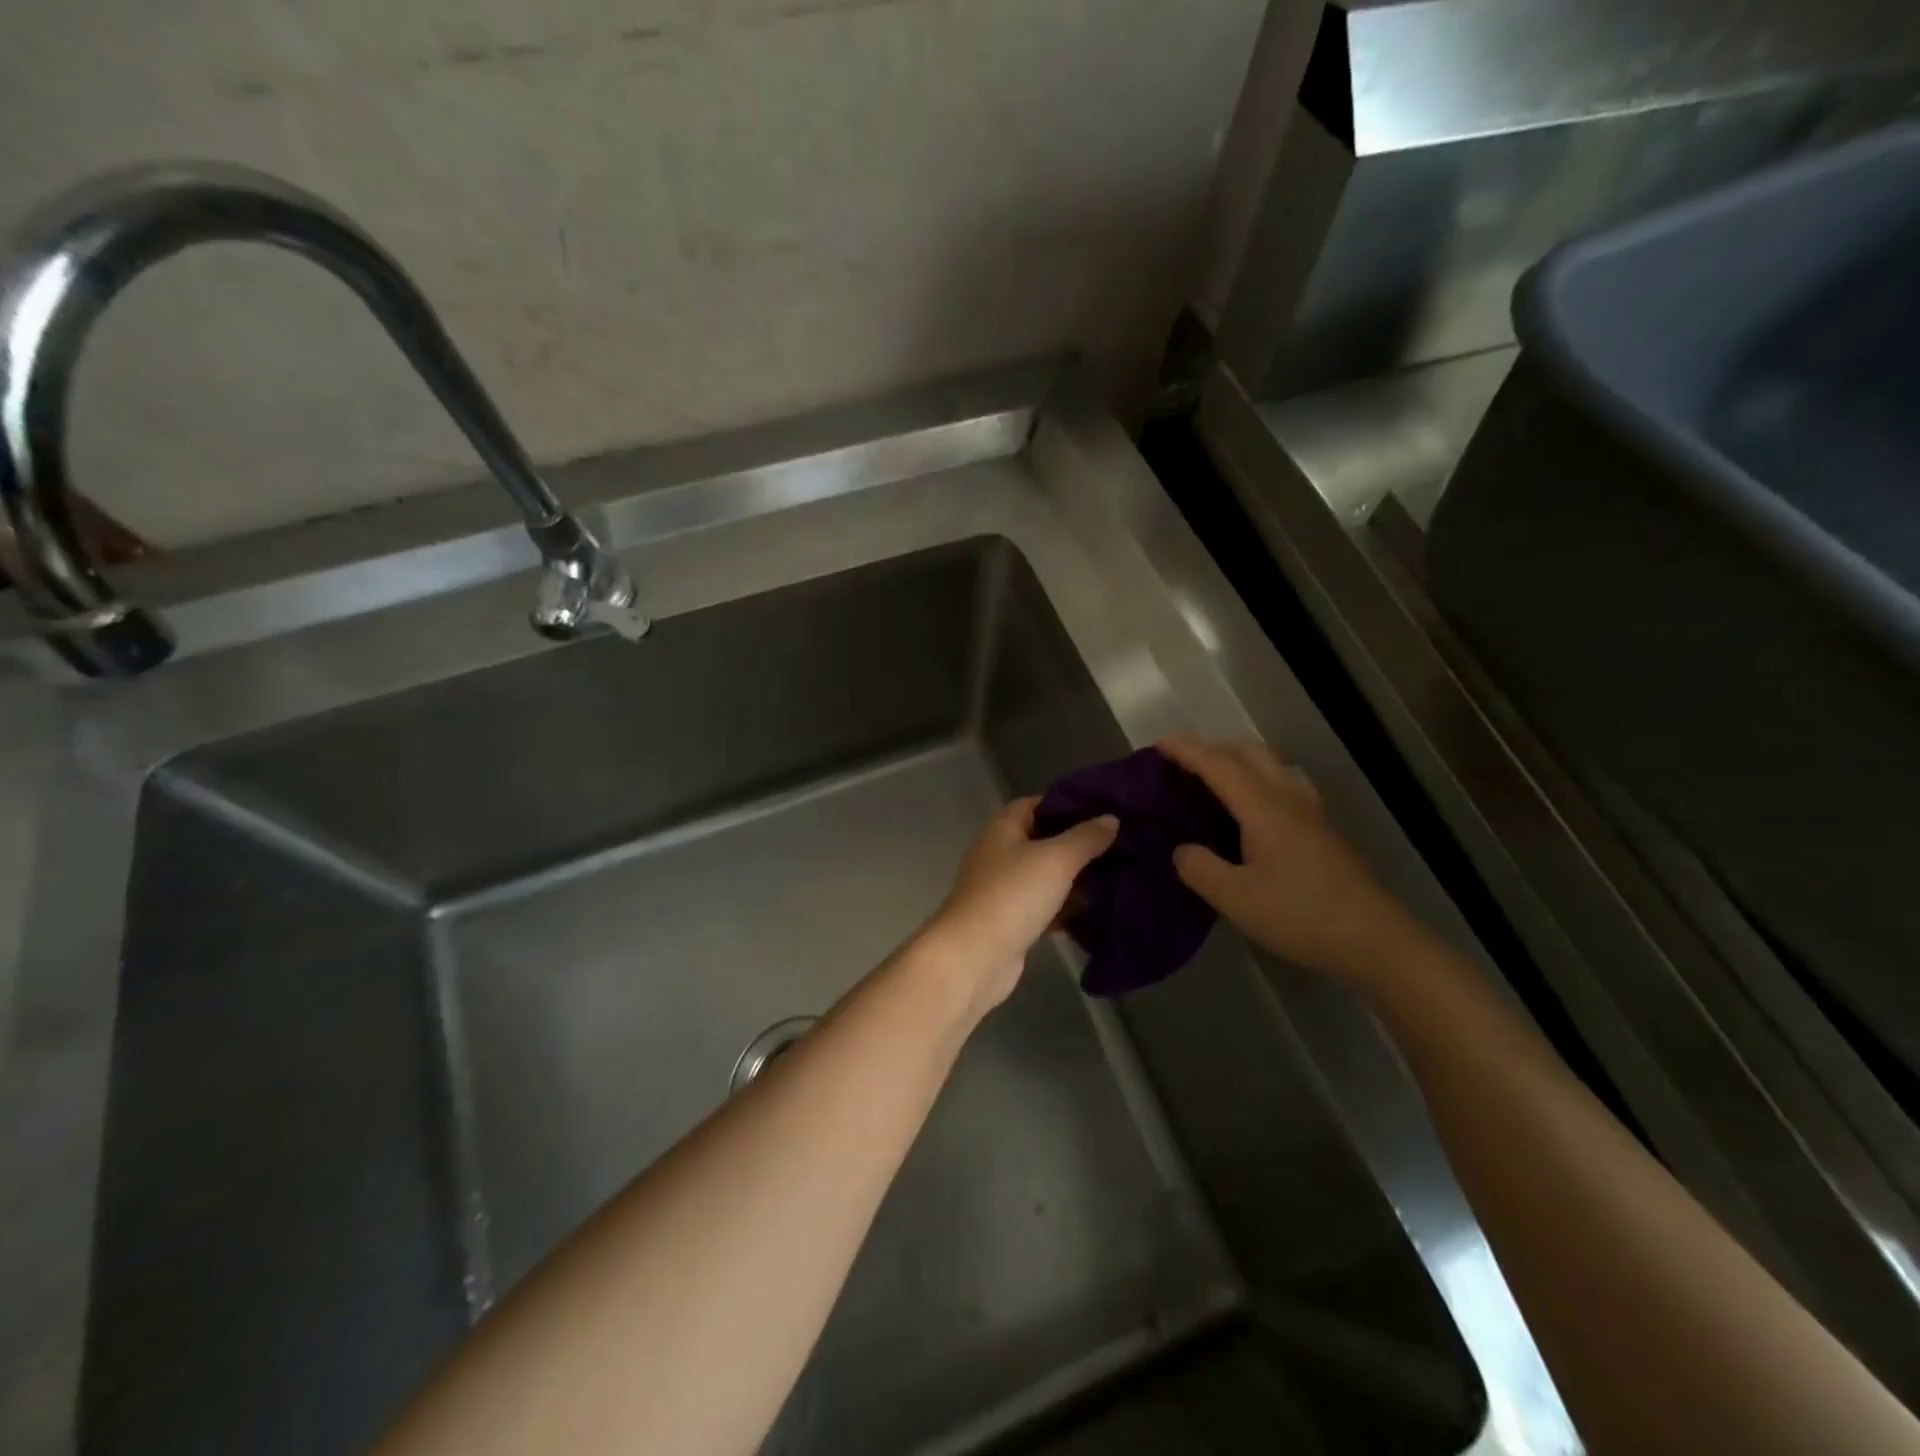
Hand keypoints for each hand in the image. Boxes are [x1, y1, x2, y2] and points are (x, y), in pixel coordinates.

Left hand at [919, 798, 1118, 1016]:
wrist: (976, 956)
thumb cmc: (1013, 894)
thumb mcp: (1056, 859)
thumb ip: (1085, 837)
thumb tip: (1110, 819)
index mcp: (1002, 829)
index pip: (1035, 804)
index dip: (1067, 804)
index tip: (1102, 811)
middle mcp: (999, 854)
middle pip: (1043, 840)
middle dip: (1077, 843)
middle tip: (1119, 844)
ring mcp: (1003, 889)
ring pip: (1045, 875)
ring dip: (1075, 877)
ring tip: (1117, 874)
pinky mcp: (1011, 921)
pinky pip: (1044, 906)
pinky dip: (1066, 906)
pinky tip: (1096, 909)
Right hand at [1159, 737, 1415, 984]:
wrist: (1373, 940)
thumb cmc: (1300, 916)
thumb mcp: (1235, 899)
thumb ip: (1199, 868)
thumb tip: (1182, 850)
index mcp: (1264, 807)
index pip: (1218, 764)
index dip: (1186, 750)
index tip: (1156, 744)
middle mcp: (1289, 797)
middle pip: (1249, 752)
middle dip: (1212, 747)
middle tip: (1181, 762)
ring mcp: (1311, 811)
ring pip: (1272, 764)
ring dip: (1239, 759)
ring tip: (1215, 778)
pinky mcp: (1323, 828)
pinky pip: (1284, 782)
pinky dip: (1258, 777)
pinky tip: (1253, 807)